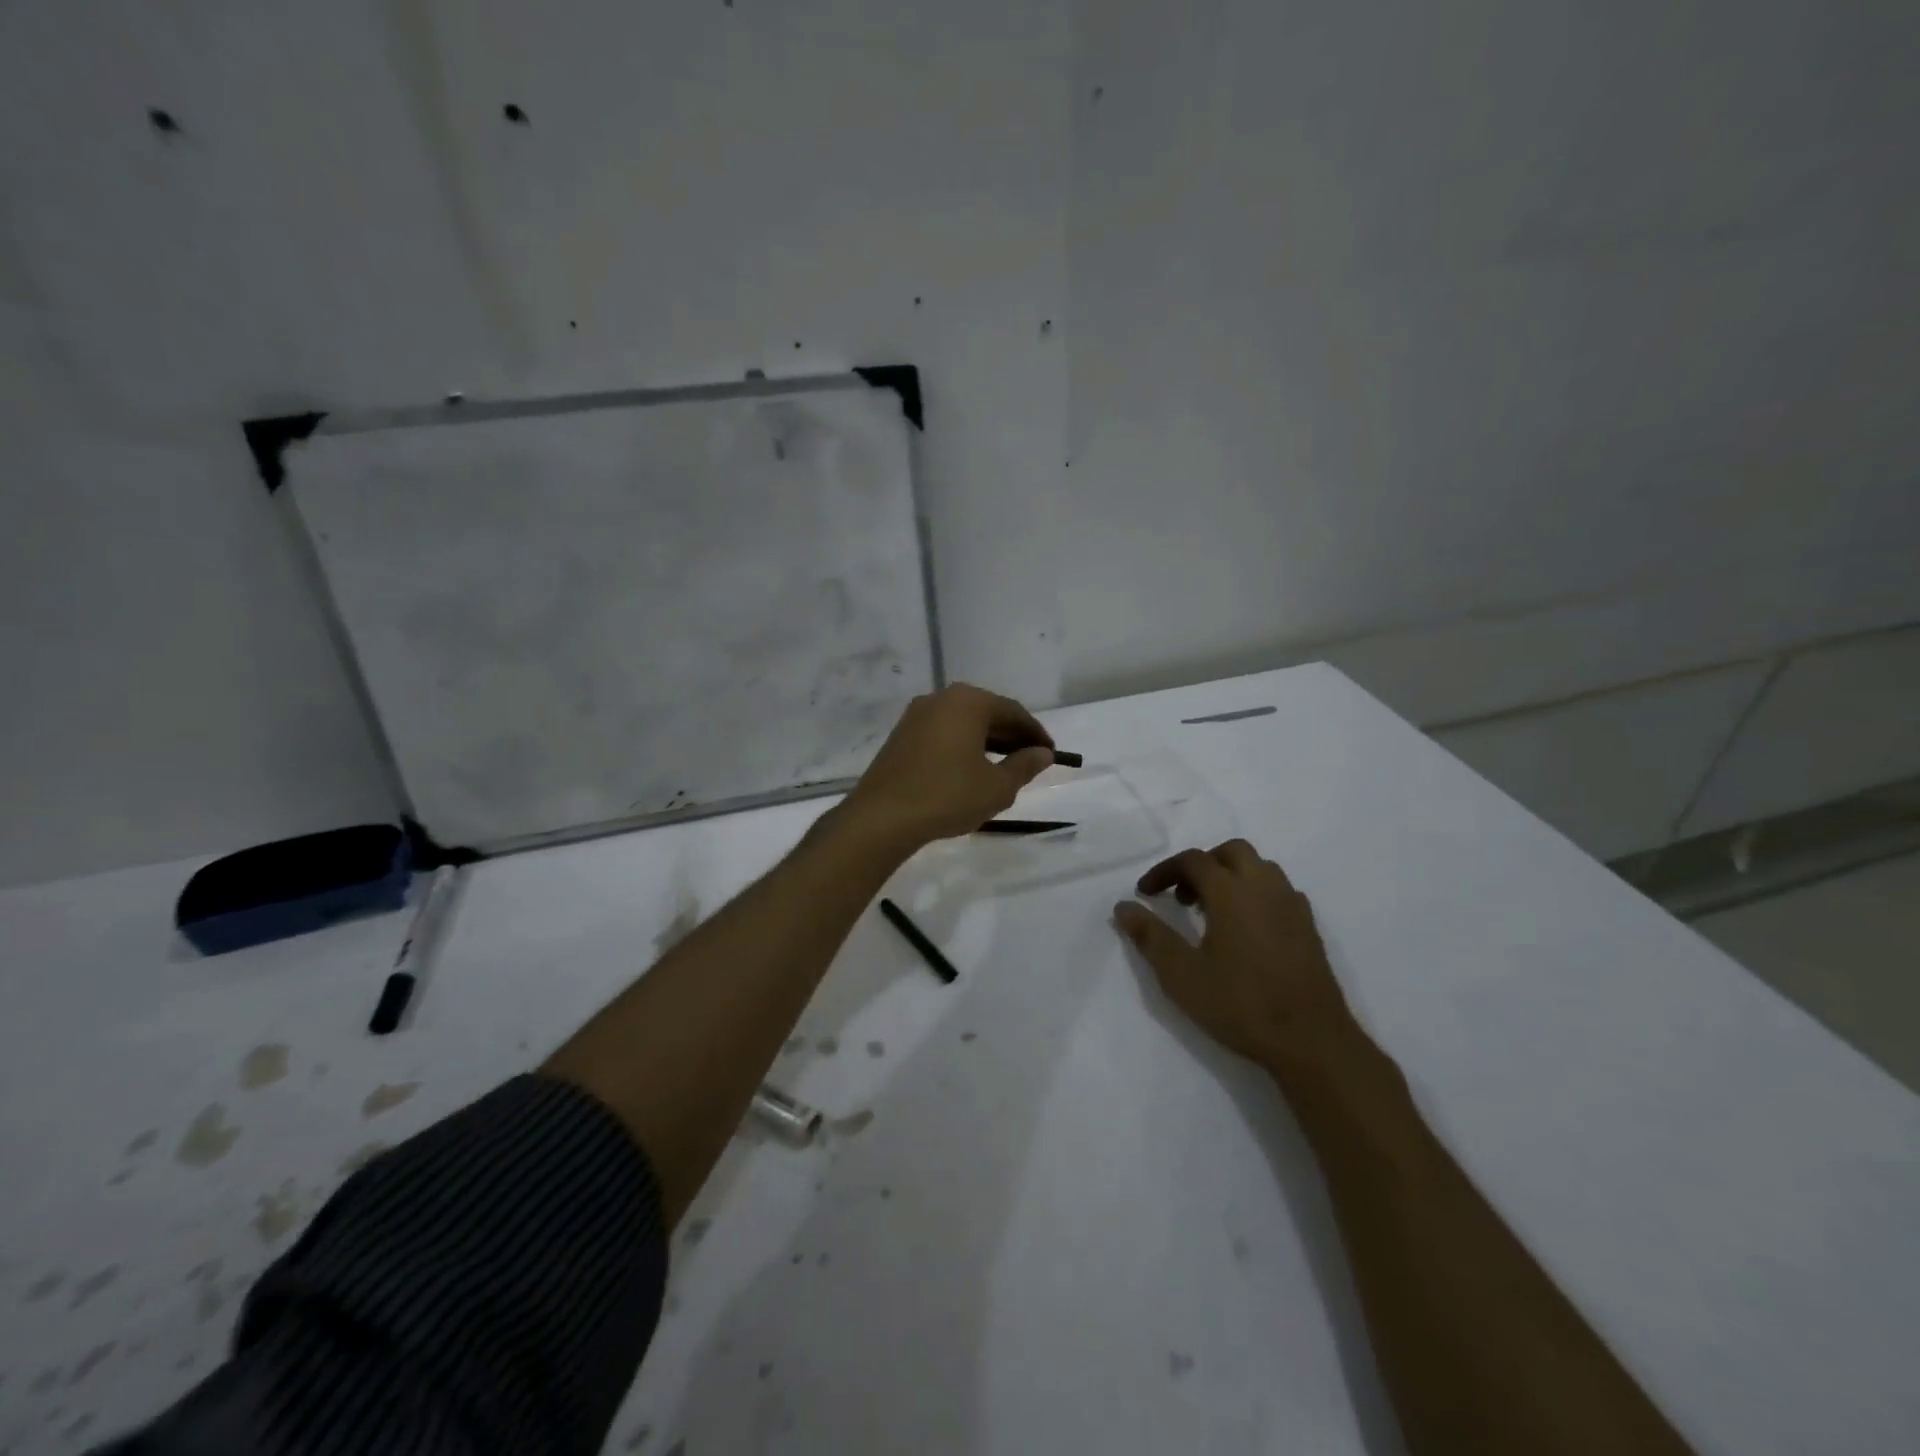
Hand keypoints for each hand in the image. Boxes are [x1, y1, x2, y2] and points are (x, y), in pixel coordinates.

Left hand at [842, 684, 1054, 850]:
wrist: (882, 816)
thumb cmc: (948, 796)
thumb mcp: (997, 787)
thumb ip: (1024, 766)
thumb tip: (1043, 753)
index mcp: (968, 702)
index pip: (1013, 712)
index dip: (1035, 734)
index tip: (1051, 754)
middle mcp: (941, 698)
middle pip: (987, 712)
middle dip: (1011, 736)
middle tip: (1030, 761)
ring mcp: (916, 715)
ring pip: (963, 723)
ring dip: (986, 742)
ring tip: (1003, 768)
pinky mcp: (901, 735)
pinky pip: (942, 733)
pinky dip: (962, 746)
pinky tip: (970, 770)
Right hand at [1114, 840, 1351, 1064]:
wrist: (1311, 1040)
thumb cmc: (1240, 1004)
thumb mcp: (1181, 974)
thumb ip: (1150, 936)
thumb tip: (1123, 907)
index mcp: (1231, 891)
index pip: (1192, 861)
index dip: (1164, 871)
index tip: (1144, 893)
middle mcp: (1264, 887)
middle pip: (1230, 852)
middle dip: (1202, 865)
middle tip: (1181, 896)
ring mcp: (1291, 905)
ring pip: (1259, 868)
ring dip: (1230, 876)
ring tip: (1211, 910)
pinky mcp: (1309, 927)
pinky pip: (1278, 890)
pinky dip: (1255, 893)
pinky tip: (1245, 928)